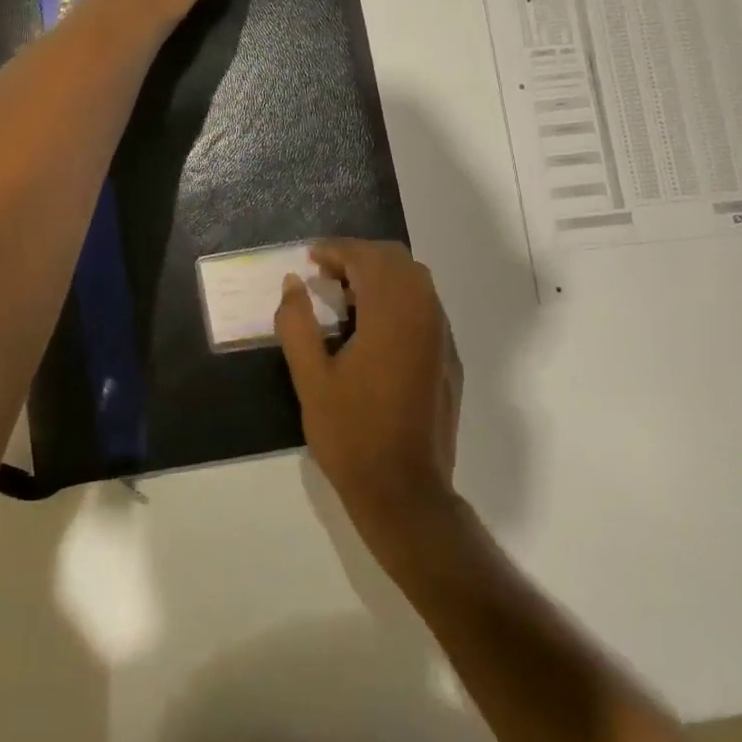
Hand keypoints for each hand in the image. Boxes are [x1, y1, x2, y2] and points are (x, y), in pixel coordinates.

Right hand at [275, 240, 464, 554]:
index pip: (368, 258)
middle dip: (360, 256)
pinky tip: (373, 328)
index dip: (337, 250)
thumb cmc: (351, 435)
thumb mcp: (310, 379)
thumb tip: (293, 283)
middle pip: (398, 261)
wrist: (405, 492)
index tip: (310, 258)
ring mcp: (442, 338)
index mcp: (391, 317)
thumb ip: (297, 324)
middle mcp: (424, 317)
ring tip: (346, 298)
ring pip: (417, 282)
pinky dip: (399, 298)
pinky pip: (426, 308)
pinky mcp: (449, 359)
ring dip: (382, 276)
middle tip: (326, 275)